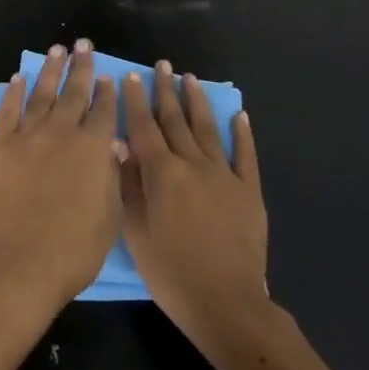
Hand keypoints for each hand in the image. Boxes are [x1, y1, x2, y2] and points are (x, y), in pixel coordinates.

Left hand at [0, 41, 122, 323]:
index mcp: (94, 148)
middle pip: (74, 92)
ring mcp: (29, 135)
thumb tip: (112, 145)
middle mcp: (63, 132)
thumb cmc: (75, 248)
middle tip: (83, 45)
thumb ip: (111, 174)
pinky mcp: (1, 145)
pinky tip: (18, 78)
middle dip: (81, 67)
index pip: (104, 110)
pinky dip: (14, 92)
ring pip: (42, 93)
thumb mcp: (110, 214)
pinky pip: (8, 110)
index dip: (106, 92)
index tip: (107, 75)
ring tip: (56, 50)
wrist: (22, 260)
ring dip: (50, 70)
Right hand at [119, 62, 268, 349]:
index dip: (135, 101)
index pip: (144, 128)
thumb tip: (119, 145)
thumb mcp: (135, 231)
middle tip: (162, 66)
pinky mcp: (249, 191)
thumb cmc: (170, 271)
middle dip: (166, 91)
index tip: (129, 77)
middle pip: (176, 121)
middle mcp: (193, 164)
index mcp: (162, 174)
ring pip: (208, 130)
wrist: (226, 303)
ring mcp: (225, 176)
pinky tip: (239, 114)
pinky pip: (245, 155)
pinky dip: (242, 133)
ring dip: (197, 102)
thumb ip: (127, 185)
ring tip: (190, 78)